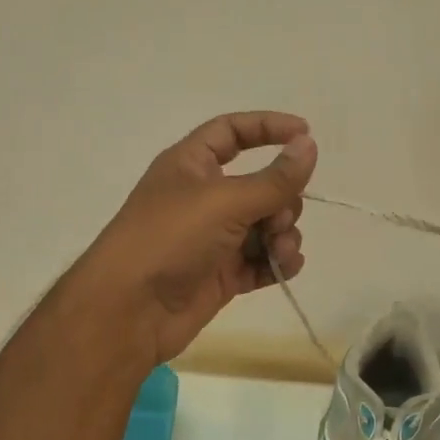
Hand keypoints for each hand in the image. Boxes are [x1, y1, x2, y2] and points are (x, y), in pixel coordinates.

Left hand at [75, 112, 316, 363]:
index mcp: (192, 165)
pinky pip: (262, 260)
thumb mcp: (225, 201)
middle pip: (261, 184)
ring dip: (283, 234)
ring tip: (279, 250)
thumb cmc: (170, 239)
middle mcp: (204, 197)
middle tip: (278, 219)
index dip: (268, 127)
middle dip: (282, 200)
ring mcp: (214, 238)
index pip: (232, 131)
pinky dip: (277, 262)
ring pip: (267, 225)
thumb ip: (274, 178)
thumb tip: (309, 145)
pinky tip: (285, 266)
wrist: (130, 311)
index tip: (306, 133)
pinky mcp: (223, 274)